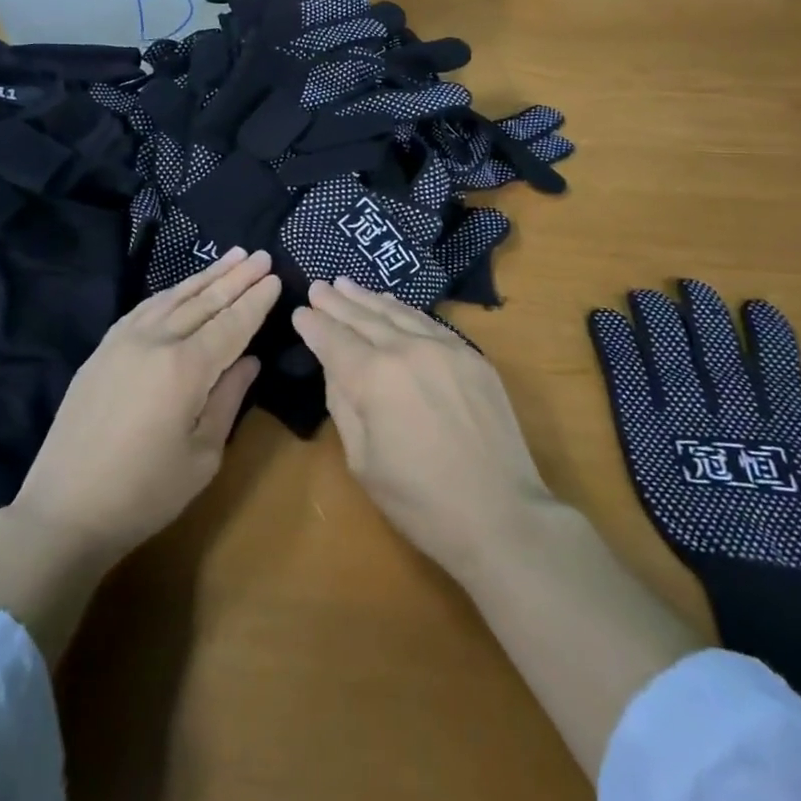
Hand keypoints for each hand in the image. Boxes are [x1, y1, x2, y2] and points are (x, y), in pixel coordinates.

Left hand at [12, 247, 280, 562]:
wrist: (64, 510)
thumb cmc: (144, 493)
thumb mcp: (203, 455)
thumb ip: (228, 399)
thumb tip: (249, 360)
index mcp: (185, 368)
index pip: (231, 324)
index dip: (255, 302)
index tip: (275, 278)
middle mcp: (155, 342)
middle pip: (204, 302)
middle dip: (236, 278)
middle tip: (262, 255)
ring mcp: (123, 341)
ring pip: (173, 298)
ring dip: (206, 276)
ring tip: (232, 257)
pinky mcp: (102, 350)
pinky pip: (144, 309)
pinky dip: (170, 293)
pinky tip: (182, 287)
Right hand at [292, 278, 556, 579]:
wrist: (501, 515)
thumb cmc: (420, 501)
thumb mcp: (362, 461)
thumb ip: (344, 405)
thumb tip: (336, 368)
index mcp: (374, 377)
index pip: (334, 340)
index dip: (314, 325)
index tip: (299, 311)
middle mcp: (408, 350)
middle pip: (364, 318)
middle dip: (337, 303)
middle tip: (318, 286)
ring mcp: (445, 349)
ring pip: (398, 313)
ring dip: (369, 299)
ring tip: (347, 285)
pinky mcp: (473, 357)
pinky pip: (430, 322)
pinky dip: (405, 310)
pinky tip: (393, 305)